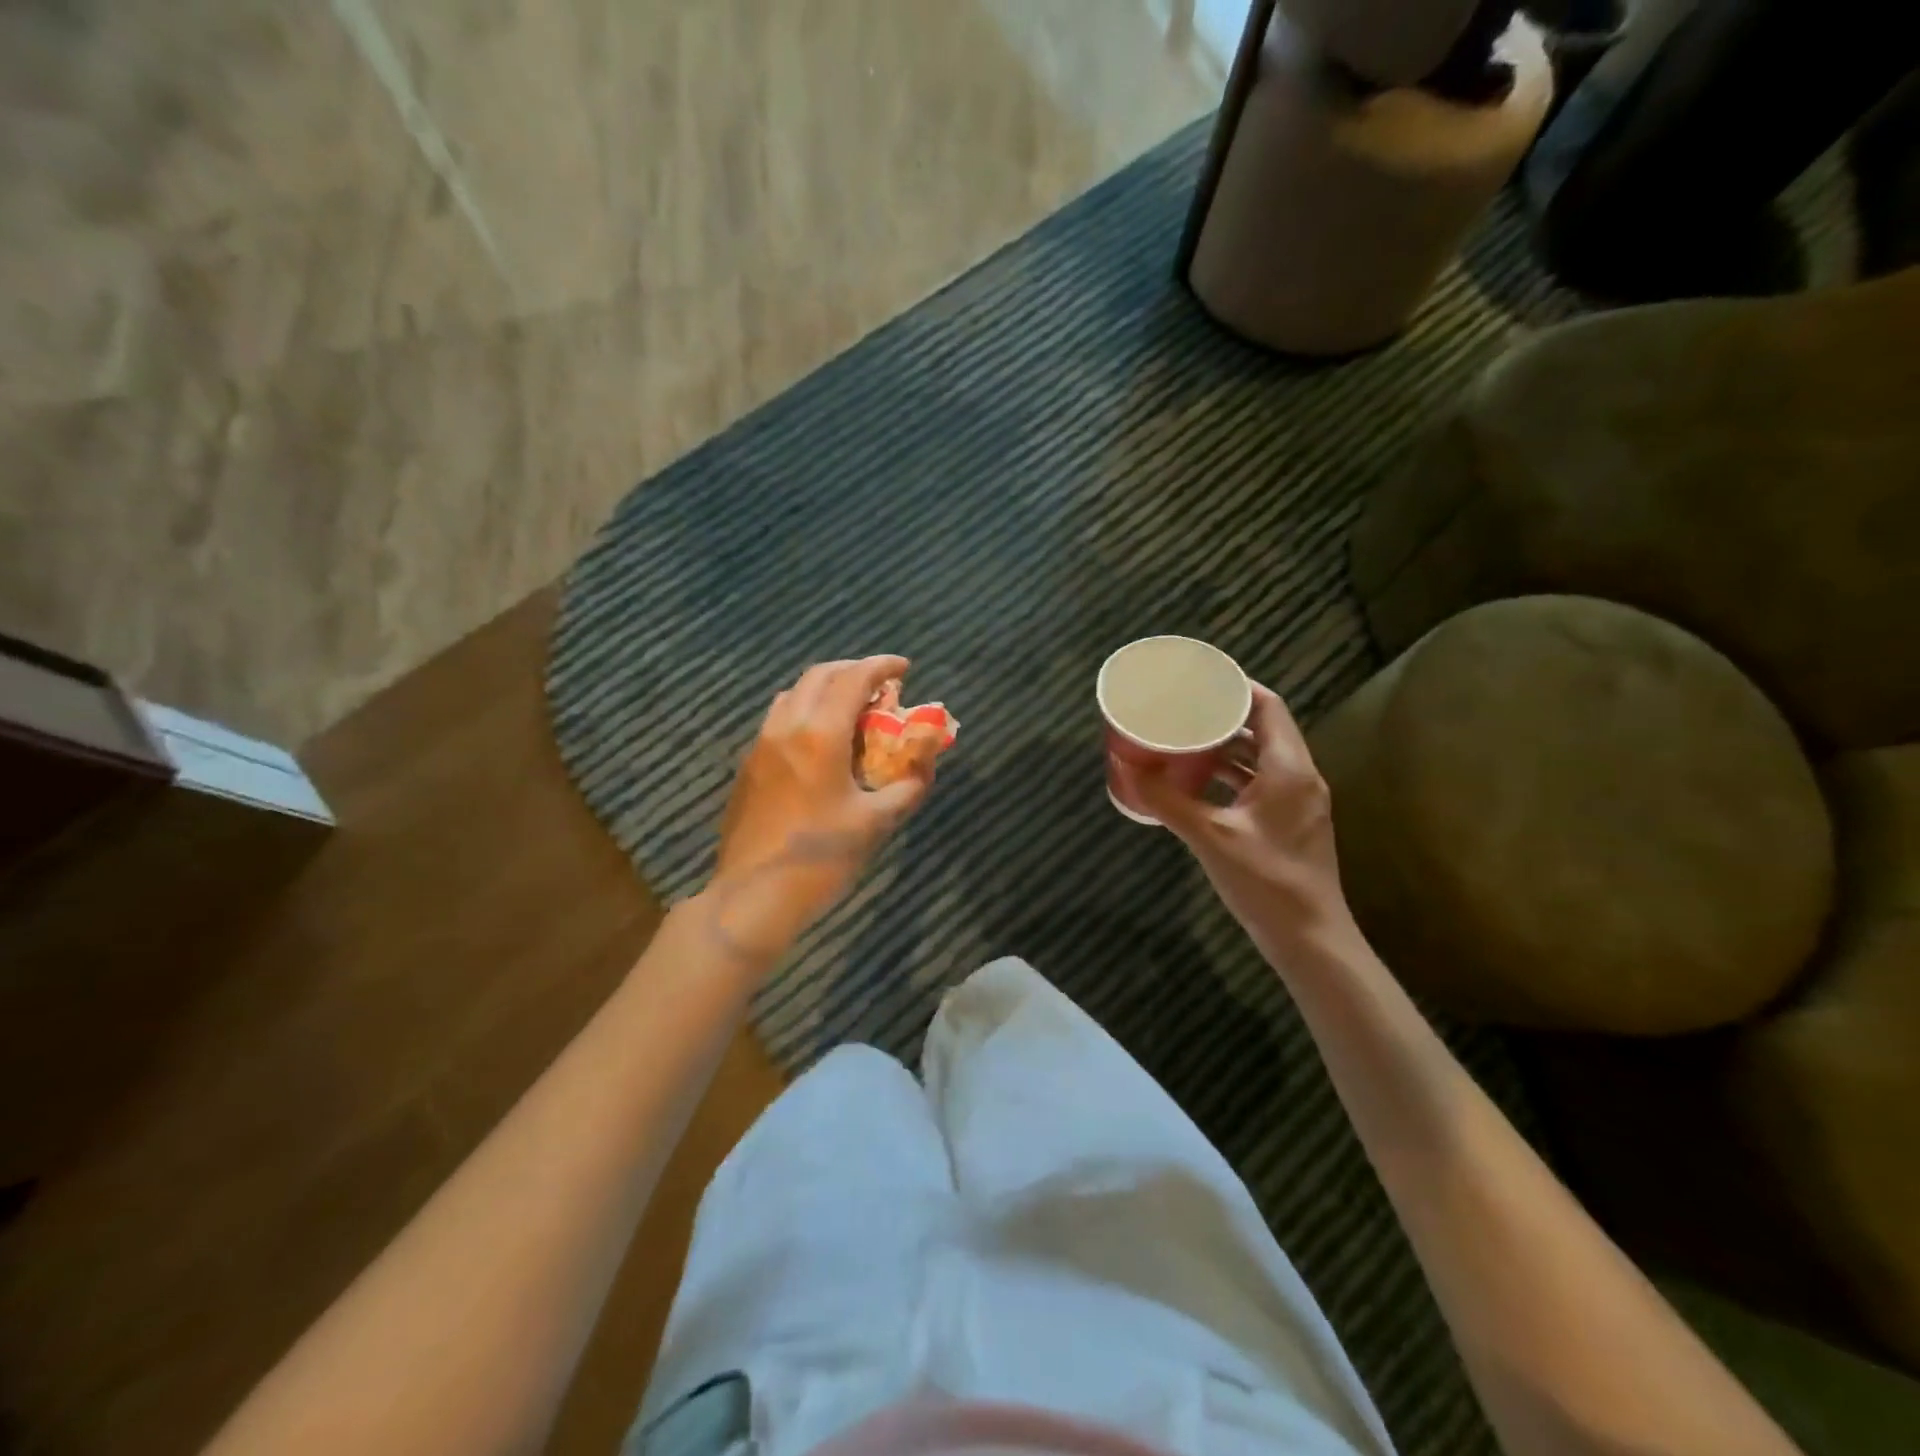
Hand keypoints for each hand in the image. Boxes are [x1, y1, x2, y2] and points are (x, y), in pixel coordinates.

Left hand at [699, 656, 931, 967]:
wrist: (753, 896)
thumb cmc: (821, 858)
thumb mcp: (877, 822)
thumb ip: (910, 784)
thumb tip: (929, 758)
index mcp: (819, 735)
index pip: (853, 679)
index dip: (881, 666)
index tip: (904, 667)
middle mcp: (786, 727)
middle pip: (819, 676)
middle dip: (853, 671)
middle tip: (882, 685)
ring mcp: (761, 744)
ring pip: (794, 694)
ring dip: (826, 689)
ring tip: (853, 709)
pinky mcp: (749, 765)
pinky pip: (780, 718)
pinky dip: (806, 710)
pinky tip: (822, 741)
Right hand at [1114, 683, 1358, 962]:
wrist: (1309, 938)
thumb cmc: (1265, 881)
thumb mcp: (1210, 836)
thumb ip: (1166, 800)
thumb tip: (1126, 768)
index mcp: (1289, 768)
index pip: (1268, 706)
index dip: (1237, 687)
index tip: (1200, 679)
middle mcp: (1300, 776)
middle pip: (1264, 728)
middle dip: (1224, 715)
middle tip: (1183, 708)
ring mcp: (1298, 801)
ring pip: (1261, 757)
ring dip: (1227, 746)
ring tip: (1185, 738)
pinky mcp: (1290, 822)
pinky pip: (1260, 782)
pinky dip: (1232, 774)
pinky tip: (1199, 781)